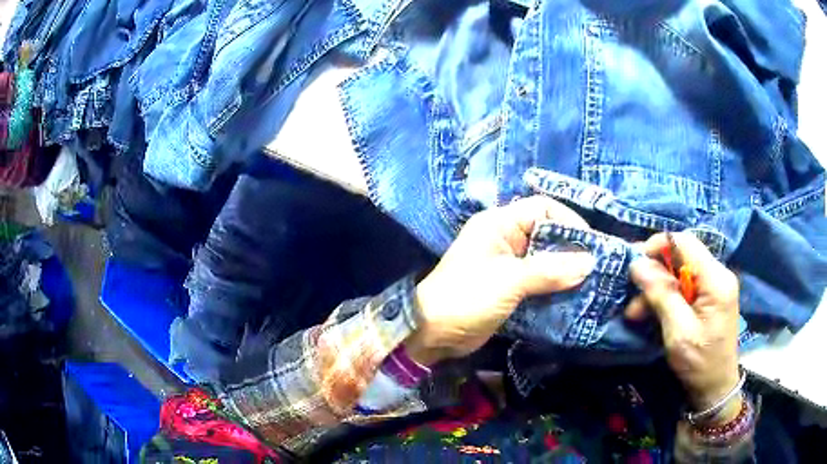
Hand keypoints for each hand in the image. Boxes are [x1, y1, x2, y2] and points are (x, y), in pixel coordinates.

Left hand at [405, 196, 595, 365]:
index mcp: (499, 224)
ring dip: (566, 271)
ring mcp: (507, 264)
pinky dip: (555, 287)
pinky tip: (573, 297)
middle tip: (597, 267)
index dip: (568, 220)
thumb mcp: (509, 281)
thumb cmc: (467, 298)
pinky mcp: (510, 287)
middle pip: (547, 234)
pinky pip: (539, 280)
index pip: (542, 208)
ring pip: (545, 259)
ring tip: (590, 283)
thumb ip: (550, 270)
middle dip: (572, 249)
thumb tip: (589, 262)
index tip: (591, 244)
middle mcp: (505, 239)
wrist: (433, 333)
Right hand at [627, 232, 741, 422]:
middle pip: (681, 257)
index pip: (685, 242)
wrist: (716, 387)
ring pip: (680, 273)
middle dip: (655, 275)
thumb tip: (637, 264)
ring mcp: (715, 285)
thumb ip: (661, 295)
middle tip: (632, 297)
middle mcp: (718, 274)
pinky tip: (652, 314)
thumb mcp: (678, 332)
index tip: (635, 265)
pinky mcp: (710, 297)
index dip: (658, 246)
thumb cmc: (700, 363)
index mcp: (716, 280)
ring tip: (635, 313)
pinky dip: (667, 298)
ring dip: (657, 290)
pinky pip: (685, 286)